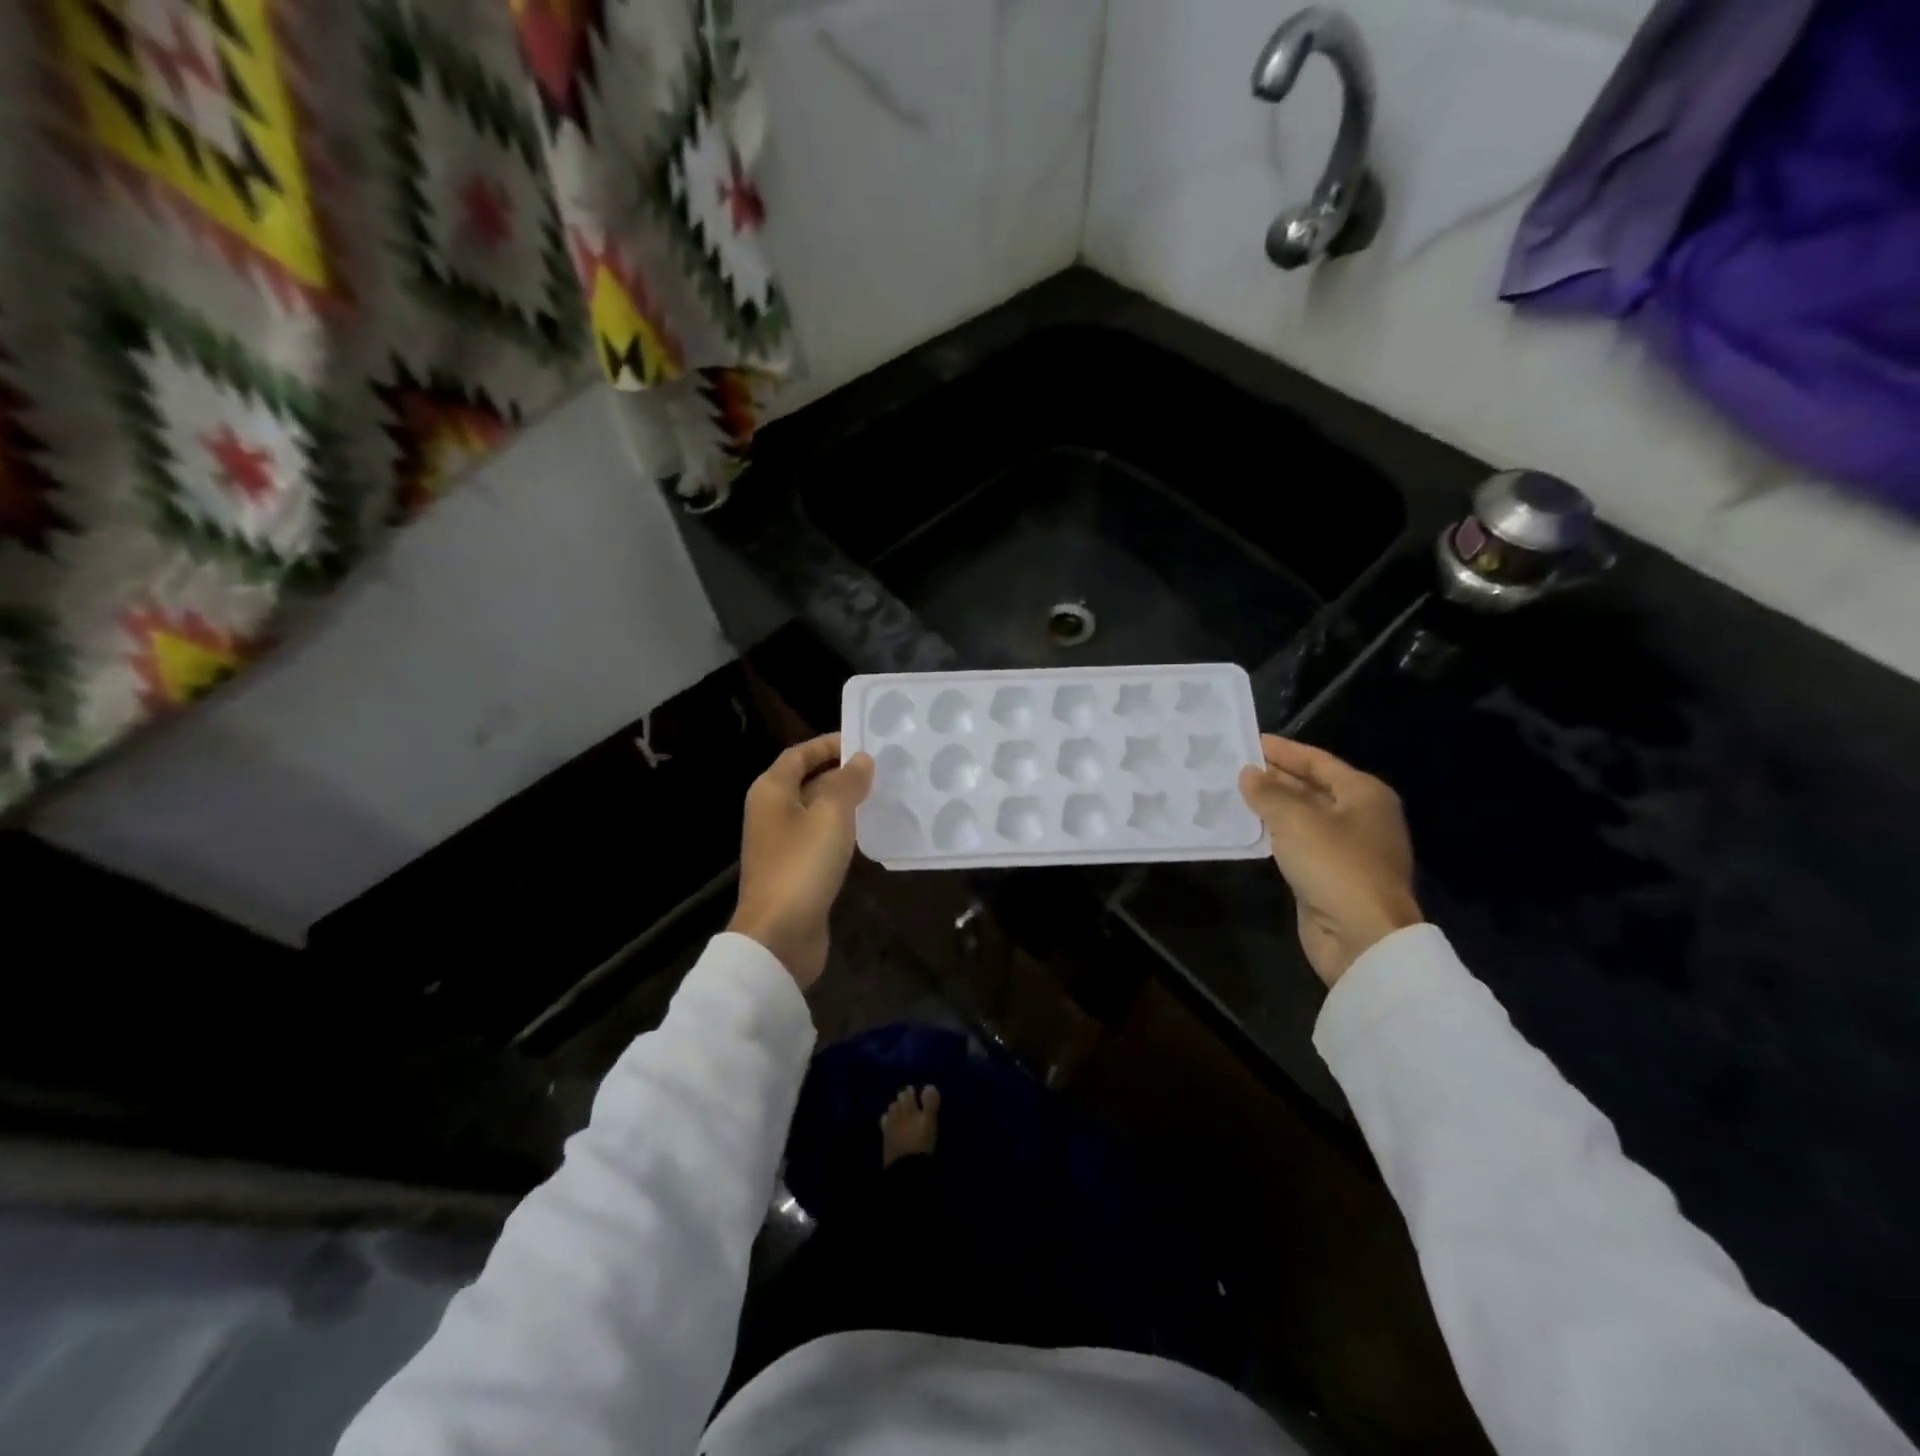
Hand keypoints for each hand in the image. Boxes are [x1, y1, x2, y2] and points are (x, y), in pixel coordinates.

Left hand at [729, 733, 874, 988]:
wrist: (779, 935)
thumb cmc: (802, 866)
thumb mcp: (831, 815)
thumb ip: (847, 783)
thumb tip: (861, 759)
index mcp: (771, 791)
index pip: (799, 754)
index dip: (828, 744)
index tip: (863, 741)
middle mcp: (772, 812)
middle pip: (807, 781)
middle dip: (841, 773)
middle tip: (882, 768)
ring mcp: (782, 844)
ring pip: (816, 811)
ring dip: (845, 802)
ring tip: (883, 794)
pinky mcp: (796, 870)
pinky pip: (821, 839)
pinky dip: (842, 830)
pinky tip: (869, 832)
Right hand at [1238, 735, 1422, 987]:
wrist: (1362, 937)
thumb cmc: (1335, 865)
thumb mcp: (1296, 820)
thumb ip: (1269, 792)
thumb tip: (1248, 774)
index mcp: (1364, 794)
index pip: (1318, 761)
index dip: (1284, 750)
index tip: (1249, 741)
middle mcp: (1359, 817)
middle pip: (1312, 787)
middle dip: (1275, 777)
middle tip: (1234, 766)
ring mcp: (1346, 849)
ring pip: (1302, 817)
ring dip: (1271, 806)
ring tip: (1232, 793)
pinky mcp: (1329, 876)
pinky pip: (1297, 844)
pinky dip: (1274, 834)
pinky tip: (1246, 829)